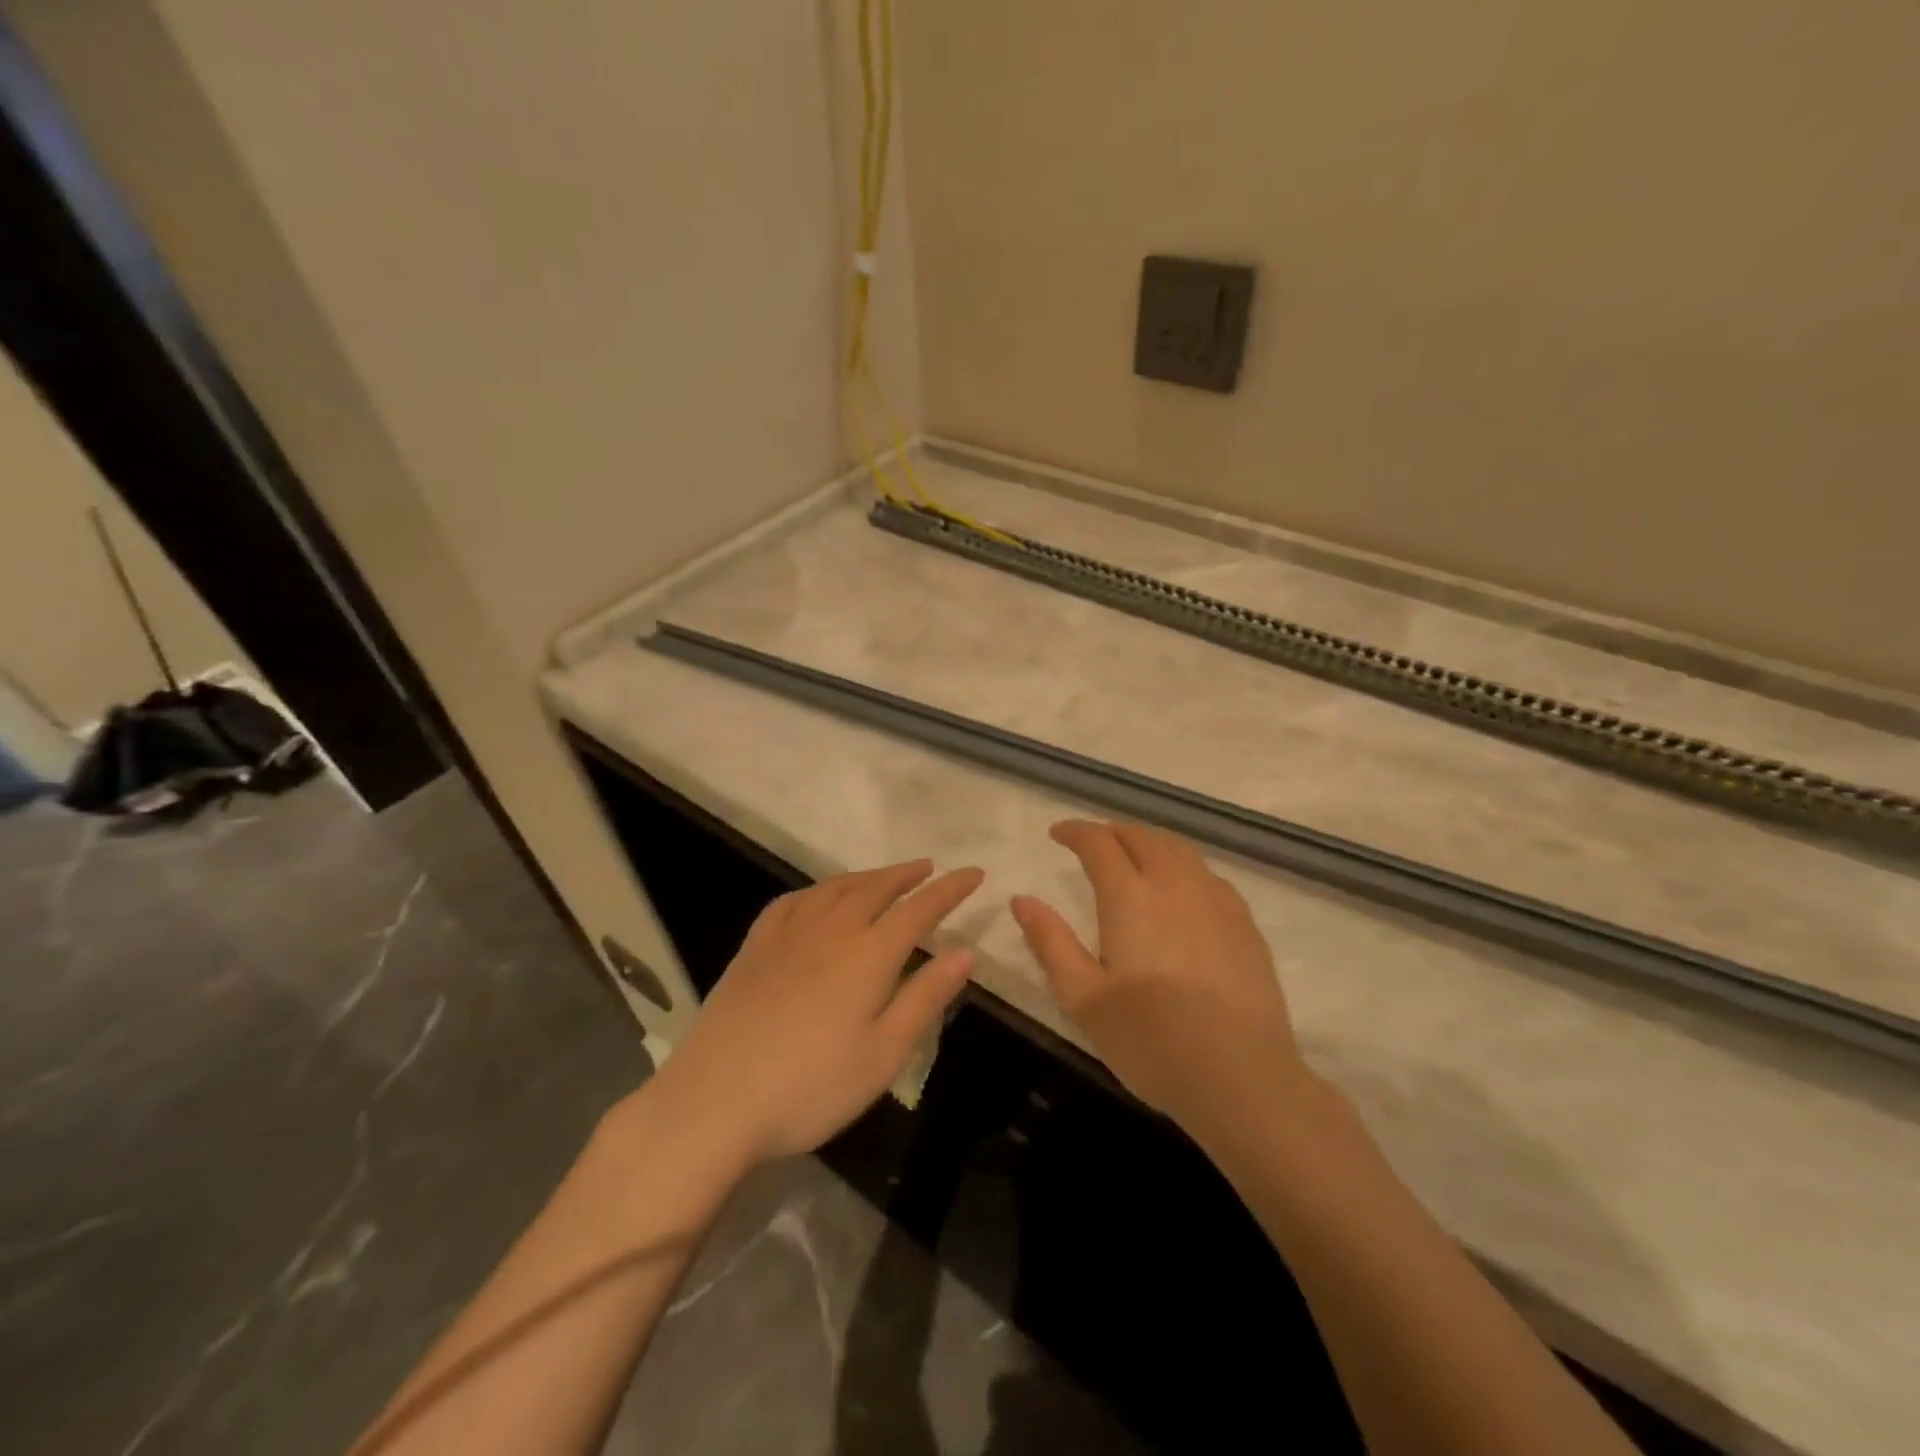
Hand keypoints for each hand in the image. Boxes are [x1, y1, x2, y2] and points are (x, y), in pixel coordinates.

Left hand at [645, 860, 983, 1167]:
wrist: (714, 1102)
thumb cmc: (811, 1087)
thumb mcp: (883, 1054)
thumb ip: (925, 998)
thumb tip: (965, 953)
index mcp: (868, 955)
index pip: (920, 908)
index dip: (950, 889)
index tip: (974, 873)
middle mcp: (831, 931)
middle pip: (876, 888)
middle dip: (907, 875)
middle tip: (929, 867)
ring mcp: (787, 935)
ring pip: (834, 888)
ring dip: (866, 876)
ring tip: (883, 877)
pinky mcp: (754, 948)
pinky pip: (790, 902)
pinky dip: (815, 890)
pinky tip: (816, 898)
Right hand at [1012, 820, 1303, 1128]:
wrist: (1241, 1077)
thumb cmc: (1150, 1041)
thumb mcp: (1083, 998)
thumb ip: (1051, 943)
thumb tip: (1022, 900)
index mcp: (1130, 897)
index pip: (1098, 843)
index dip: (1075, 832)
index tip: (1057, 834)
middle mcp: (1174, 884)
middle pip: (1141, 837)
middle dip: (1111, 832)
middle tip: (1092, 844)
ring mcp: (1215, 900)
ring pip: (1178, 849)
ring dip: (1148, 842)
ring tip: (1133, 856)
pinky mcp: (1244, 922)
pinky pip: (1207, 873)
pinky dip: (1182, 865)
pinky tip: (1180, 890)